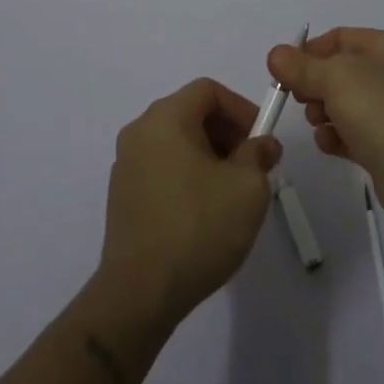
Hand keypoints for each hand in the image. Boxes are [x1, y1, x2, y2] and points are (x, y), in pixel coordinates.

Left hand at [97, 78, 282, 329]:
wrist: (140, 293)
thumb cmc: (198, 227)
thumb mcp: (247, 188)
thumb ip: (259, 155)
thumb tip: (262, 144)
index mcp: (165, 118)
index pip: (208, 90)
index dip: (240, 107)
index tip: (260, 139)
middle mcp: (139, 131)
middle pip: (190, 112)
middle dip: (227, 132)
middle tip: (252, 166)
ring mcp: (125, 164)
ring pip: (176, 141)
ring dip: (208, 155)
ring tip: (231, 192)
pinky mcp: (121, 195)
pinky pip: (161, 166)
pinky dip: (186, 174)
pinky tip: (203, 211)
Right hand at [267, 27, 383, 227]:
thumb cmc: (383, 112)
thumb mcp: (336, 78)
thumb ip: (301, 67)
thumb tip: (275, 54)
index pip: (339, 38)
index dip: (309, 51)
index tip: (284, 72)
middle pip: (339, 71)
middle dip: (314, 85)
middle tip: (299, 100)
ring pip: (343, 103)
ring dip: (322, 113)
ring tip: (319, 124)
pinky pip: (352, 132)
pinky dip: (337, 137)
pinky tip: (330, 145)